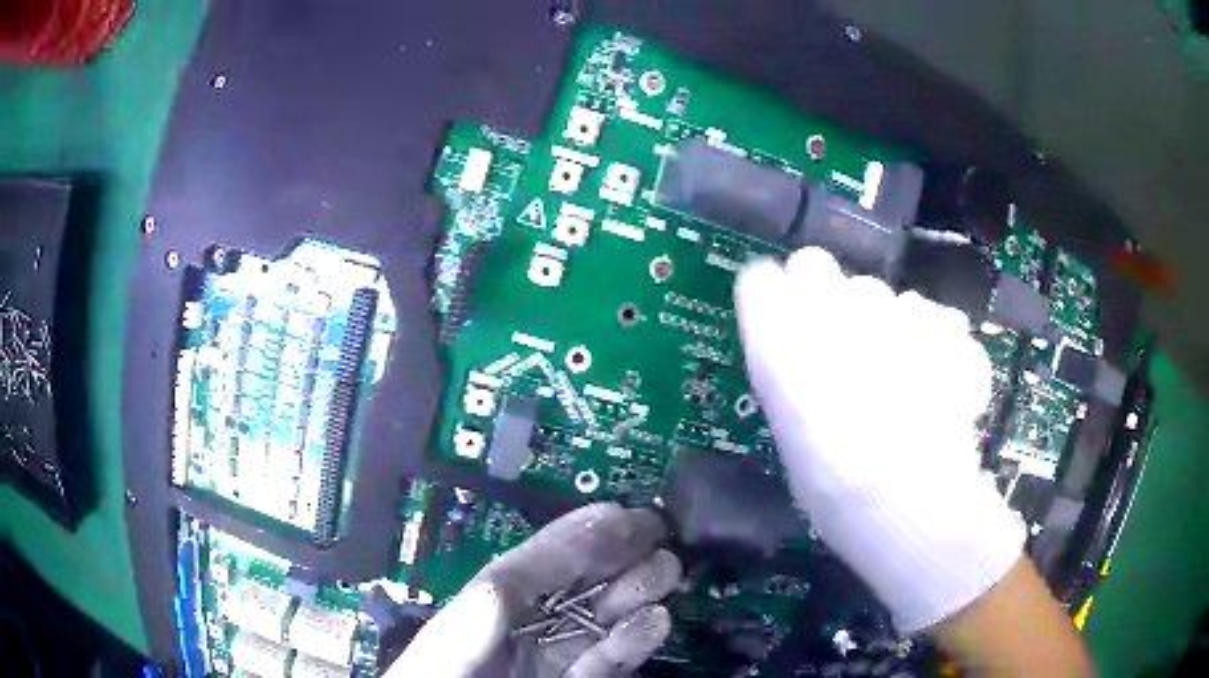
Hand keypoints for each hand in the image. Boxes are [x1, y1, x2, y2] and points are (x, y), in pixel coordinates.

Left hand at [388, 503, 682, 677]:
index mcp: (479, 617)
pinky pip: (603, 664)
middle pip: (569, 591)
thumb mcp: (442, 662)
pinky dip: (631, 642)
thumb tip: (495, 588)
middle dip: (612, 559)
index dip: (570, 539)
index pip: (526, 569)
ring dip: (631, 595)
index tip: (615, 514)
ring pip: (594, 623)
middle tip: (657, 534)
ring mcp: (546, 663)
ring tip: (666, 570)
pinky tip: (657, 620)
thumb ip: (466, 632)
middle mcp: (518, 634)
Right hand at [735, 247, 1024, 632]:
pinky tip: (936, 380)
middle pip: (816, 265)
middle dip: (824, 295)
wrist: (908, 499)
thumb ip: (793, 380)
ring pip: (878, 293)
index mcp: (781, 336)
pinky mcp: (941, 323)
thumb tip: (806, 362)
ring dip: (881, 320)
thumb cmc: (830, 486)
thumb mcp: (789, 435)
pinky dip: (931, 340)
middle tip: (840, 343)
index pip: (762, 279)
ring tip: (898, 374)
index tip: (781, 319)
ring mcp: (893, 308)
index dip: (773, 298)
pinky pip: (929, 317)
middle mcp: (833, 306)